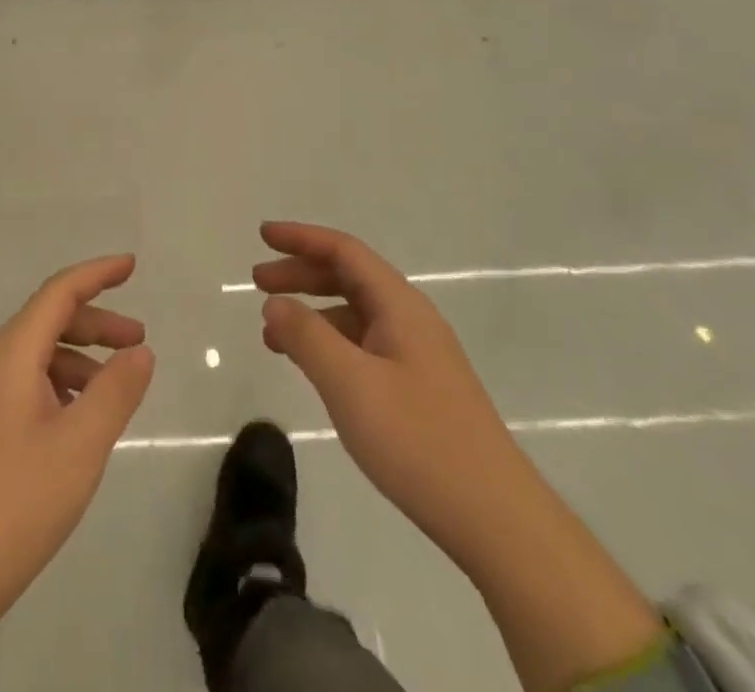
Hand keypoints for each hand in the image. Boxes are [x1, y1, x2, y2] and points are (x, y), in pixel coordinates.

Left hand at [0, 256, 154, 691]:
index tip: (131, 265)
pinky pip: (26, 385)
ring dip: (80, 358)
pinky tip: (79, 421)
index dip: (97, 274)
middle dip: (97, 323)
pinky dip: (60, 386)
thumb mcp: (79, 448)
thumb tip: (140, 351)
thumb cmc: (13, 506)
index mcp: (11, 356)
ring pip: (38, 356)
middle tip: (139, 342)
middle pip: (49, 322)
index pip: (59, 293)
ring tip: (116, 388)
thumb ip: (115, 392)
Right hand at [255, 220, 518, 557]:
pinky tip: (310, 366)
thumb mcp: (350, 385)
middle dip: (301, 273)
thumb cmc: (419, 441)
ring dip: (312, 311)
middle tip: (257, 281)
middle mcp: (410, 319)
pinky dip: (329, 343)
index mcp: (400, 306)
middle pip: (349, 277)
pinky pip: (363, 346)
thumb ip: (307, 337)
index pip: (344, 251)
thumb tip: (275, 303)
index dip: (301, 238)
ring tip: (271, 331)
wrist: (497, 520)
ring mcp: (417, 355)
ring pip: (355, 314)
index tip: (263, 235)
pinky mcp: (418, 388)